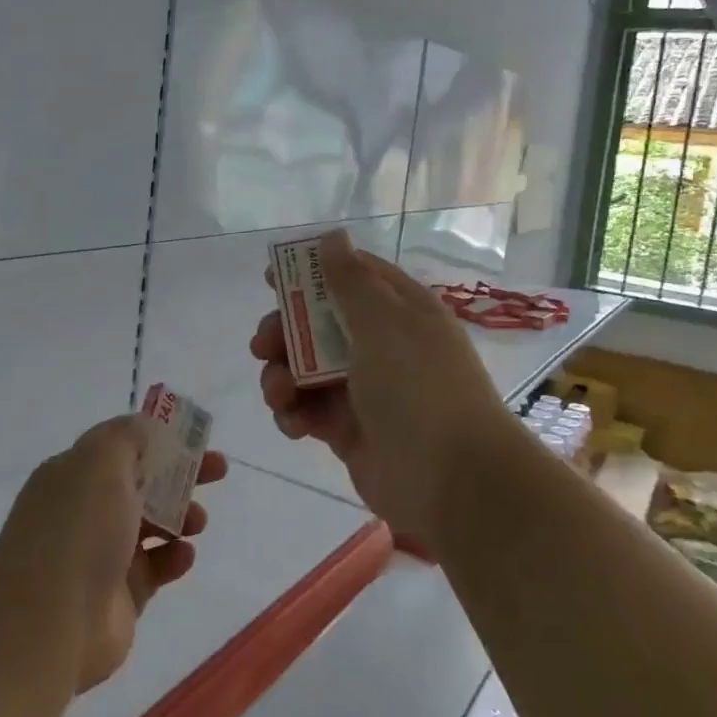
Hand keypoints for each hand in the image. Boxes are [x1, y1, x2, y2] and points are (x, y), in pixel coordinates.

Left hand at [0, 415, 227, 693]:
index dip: (159, 439)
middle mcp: (84, 511)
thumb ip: (127, 436)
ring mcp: (100, 555)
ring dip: (181, 516)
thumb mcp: (101, 461)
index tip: (195, 438)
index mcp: (73, 475)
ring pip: (151, 526)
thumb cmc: (77, 528)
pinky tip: (184, 556)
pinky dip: (174, 558)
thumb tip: (145, 427)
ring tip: (198, 521)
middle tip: (218, 471)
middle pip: (142, 484)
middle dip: (181, 474)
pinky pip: (155, 568)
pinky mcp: (119, 597)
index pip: (121, 447)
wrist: (48, 622)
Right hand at [251, 229, 521, 544]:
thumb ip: (350, 280)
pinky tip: (294, 422)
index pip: (351, 277)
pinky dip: (294, 413)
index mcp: (399, 311)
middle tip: (263, 344)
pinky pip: (309, 410)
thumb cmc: (418, 386)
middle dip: (284, 332)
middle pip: (318, 325)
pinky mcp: (348, 430)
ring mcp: (364, 390)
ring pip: (306, 369)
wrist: (453, 479)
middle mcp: (381, 345)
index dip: (310, 273)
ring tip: (280, 393)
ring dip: (282, 377)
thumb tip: (333, 237)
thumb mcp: (383, 322)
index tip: (270, 277)